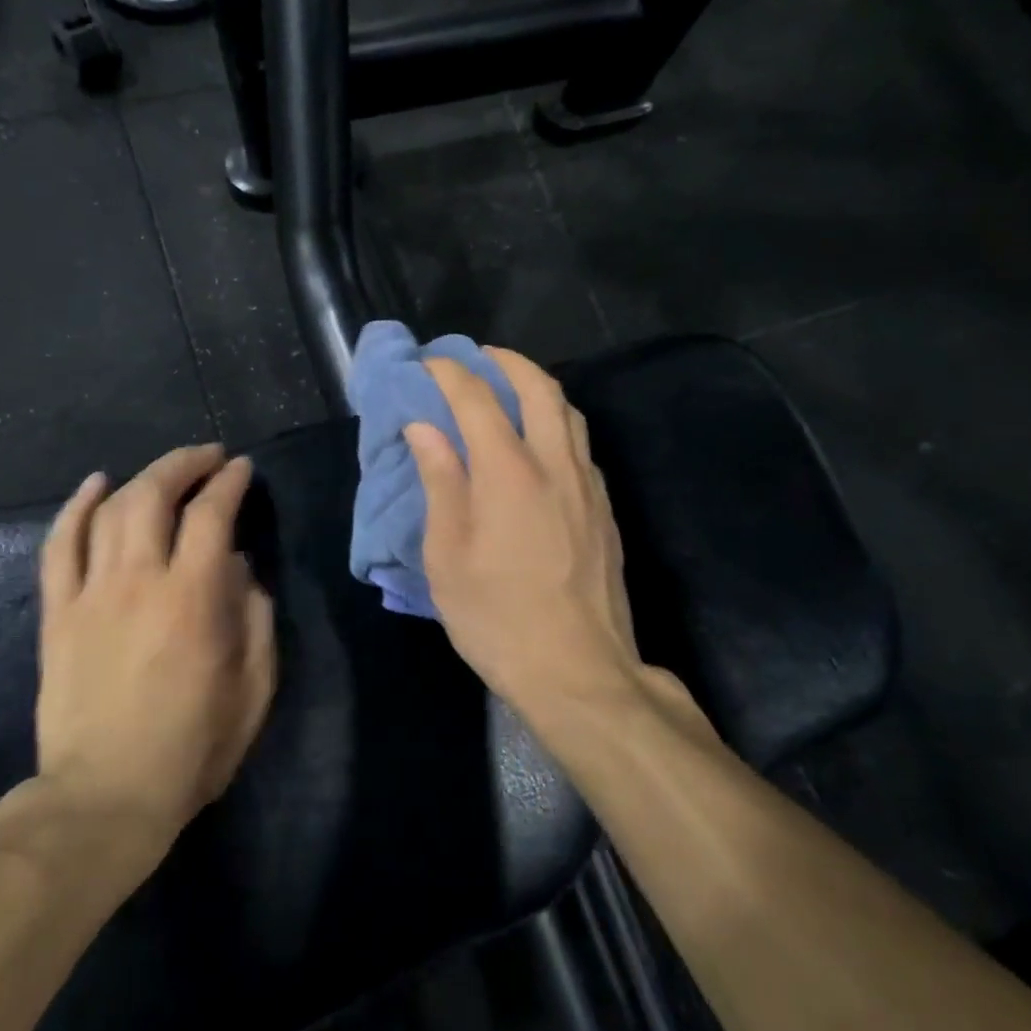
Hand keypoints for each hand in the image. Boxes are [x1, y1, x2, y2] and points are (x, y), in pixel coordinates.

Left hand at [29, 444, 276, 846]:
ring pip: (109, 511)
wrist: (105, 798)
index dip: (229, 483)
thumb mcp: (253, 688)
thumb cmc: (193, 747)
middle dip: (185, 464)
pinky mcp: (57, 614)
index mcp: (193, 600)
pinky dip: (75, 508)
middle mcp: (139, 582)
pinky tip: (95, 484)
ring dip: (141, 478)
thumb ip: (255, 617)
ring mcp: (90, 595)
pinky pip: (60, 546)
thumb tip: (239, 567)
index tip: (242, 469)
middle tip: (208, 456)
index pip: (212, 515)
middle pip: (154, 495)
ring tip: (165, 470)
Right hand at [405, 350, 703, 734]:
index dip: (449, 372)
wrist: (579, 671)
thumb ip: (440, 482)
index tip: (428, 364)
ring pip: (569, 411)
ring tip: (508, 390)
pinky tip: (538, 443)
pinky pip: (581, 444)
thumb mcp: (447, 556)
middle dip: (505, 361)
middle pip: (539, 386)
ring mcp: (588, 485)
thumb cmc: (497, 618)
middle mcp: (555, 465)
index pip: (477, 398)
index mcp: (508, 473)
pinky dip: (557, 422)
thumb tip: (424, 427)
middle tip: (476, 359)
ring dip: (538, 386)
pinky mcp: (605, 508)